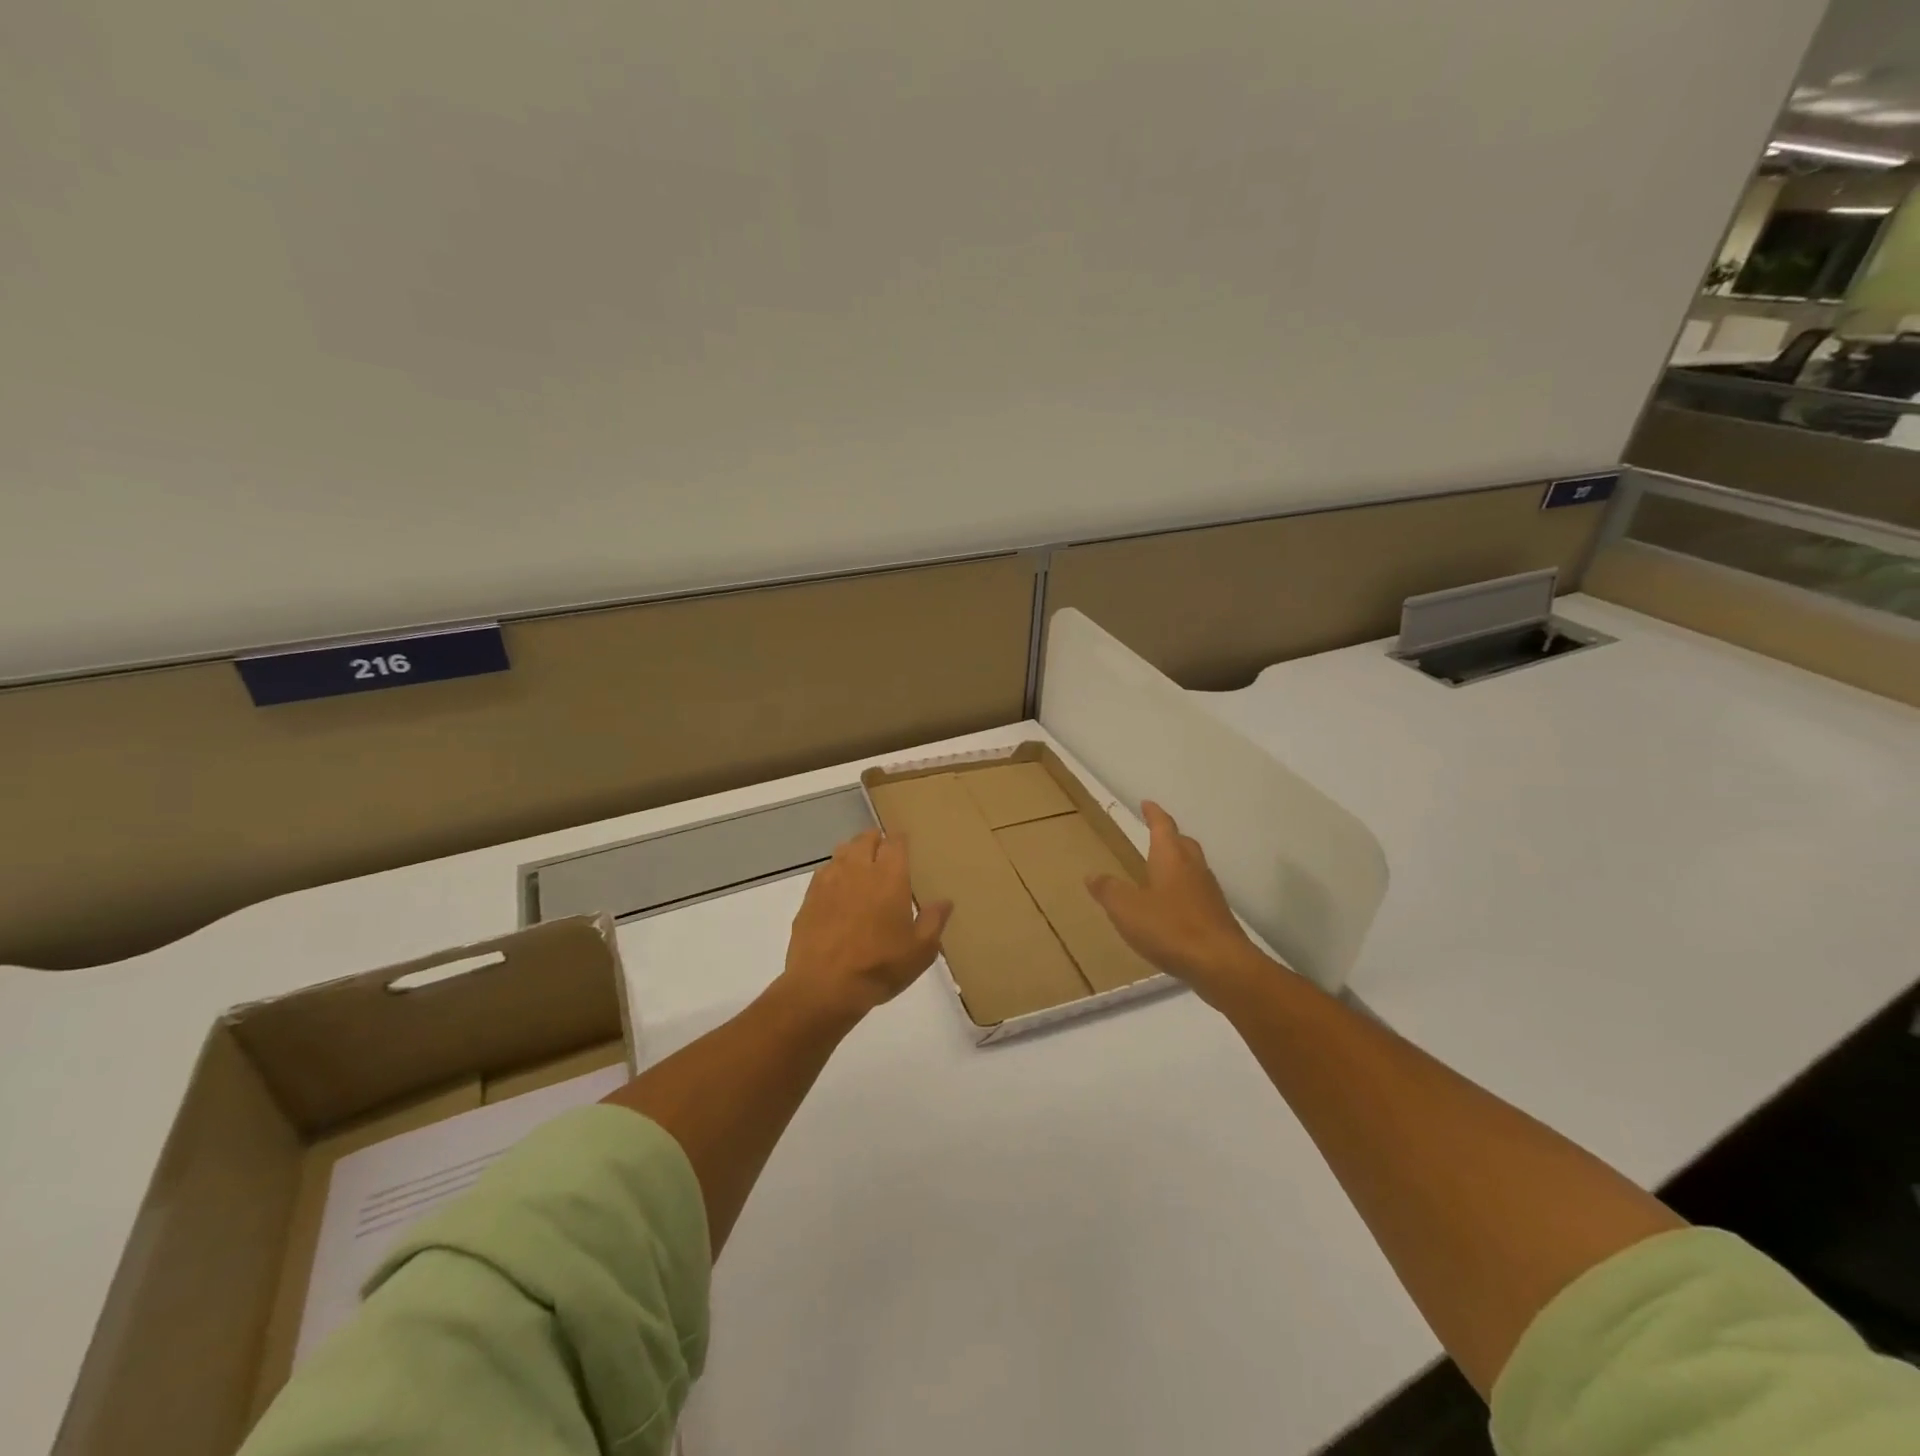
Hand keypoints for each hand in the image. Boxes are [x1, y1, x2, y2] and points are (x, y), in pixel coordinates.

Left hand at [779, 829, 952, 1022]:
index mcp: (889, 877)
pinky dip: (834, 872)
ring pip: (842, 851)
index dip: (900, 840)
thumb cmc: (880, 966)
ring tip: (860, 865)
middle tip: (883, 852)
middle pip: (865, 839)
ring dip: (853, 852)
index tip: (904, 844)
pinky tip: (837, 887)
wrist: (825, 986)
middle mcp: (858, 870)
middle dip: (876, 841)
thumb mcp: (920, 950)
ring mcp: (830, 881)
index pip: (895, 842)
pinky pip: (824, 872)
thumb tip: (945, 901)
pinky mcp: (809, 897)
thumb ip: (934, 921)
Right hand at [1088, 802, 1267, 1006]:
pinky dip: (1184, 890)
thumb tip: (1092, 874)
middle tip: (1156, 834)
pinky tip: (1174, 907)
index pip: (1163, 826)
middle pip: (1183, 844)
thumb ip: (1108, 891)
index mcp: (1171, 858)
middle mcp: (1193, 869)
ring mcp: (1209, 893)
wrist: (1221, 964)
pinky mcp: (1217, 916)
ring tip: (1161, 870)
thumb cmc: (1170, 928)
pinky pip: (1198, 892)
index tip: (1147, 803)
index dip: (1154, 814)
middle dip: (1170, 836)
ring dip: (1179, 863)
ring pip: (1193, 867)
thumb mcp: (1127, 909)